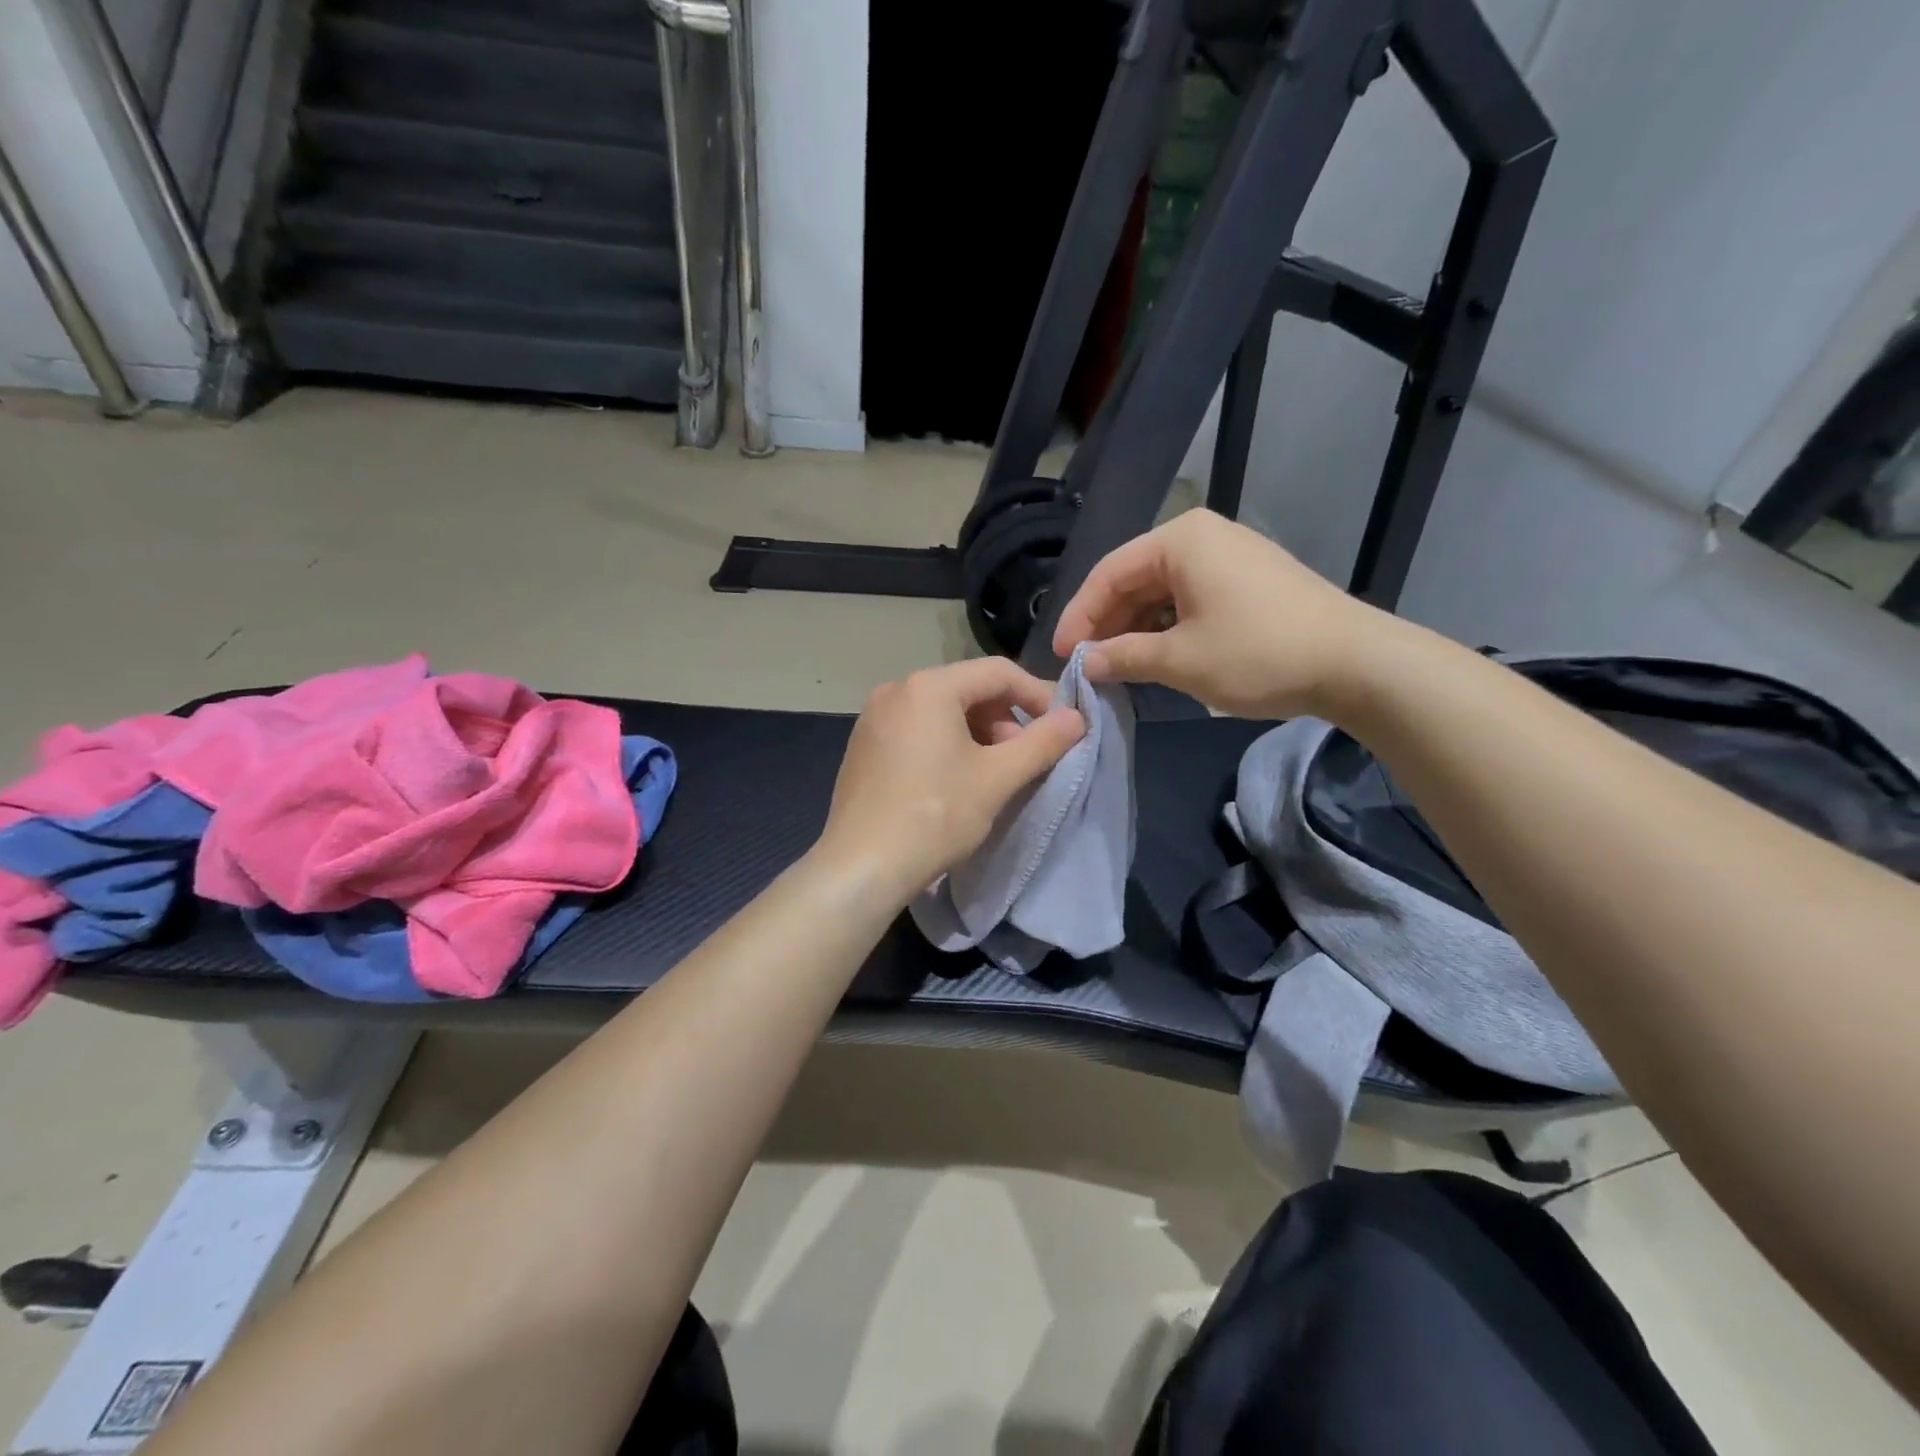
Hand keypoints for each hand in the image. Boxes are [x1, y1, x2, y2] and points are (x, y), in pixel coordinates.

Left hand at [818, 658, 1085, 899]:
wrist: (862, 867)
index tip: (1061, 728)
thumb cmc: (935, 816)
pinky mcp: (864, 746)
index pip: (999, 673)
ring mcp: (873, 718)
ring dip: (977, 735)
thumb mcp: (998, 778)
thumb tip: (1077, 717)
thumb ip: (1043, 742)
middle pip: (968, 689)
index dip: (1038, 695)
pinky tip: (953, 783)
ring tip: (991, 776)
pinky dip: (945, 746)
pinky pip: (916, 730)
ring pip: (942, 712)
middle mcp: (896, 690)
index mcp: (928, 686)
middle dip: (1004, 720)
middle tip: (1022, 760)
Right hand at [1051, 509, 1390, 718]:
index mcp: (1180, 540)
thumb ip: (1123, 656)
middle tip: (1087, 665)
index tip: (1062, 655)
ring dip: (1136, 630)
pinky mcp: (1249, 580)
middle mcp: (1202, 536)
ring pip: (1162, 592)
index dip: (1078, 616)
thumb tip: (1086, 662)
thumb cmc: (1257, 653)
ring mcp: (1229, 556)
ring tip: (1117, 667)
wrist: (1355, 663)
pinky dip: (1168, 628)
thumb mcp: (1180, 660)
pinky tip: (1157, 658)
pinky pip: (1190, 599)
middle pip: (1134, 579)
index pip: (1109, 574)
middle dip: (1107, 624)